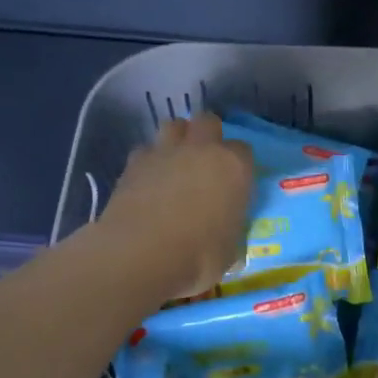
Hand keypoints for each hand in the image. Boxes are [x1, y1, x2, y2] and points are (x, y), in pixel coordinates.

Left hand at [98, 114, 253, 300]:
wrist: (141, 254)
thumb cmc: (199, 256)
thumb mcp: (229, 249)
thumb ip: (229, 230)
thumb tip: (224, 234)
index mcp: (234, 167)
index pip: (244, 150)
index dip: (239, 164)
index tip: (235, 182)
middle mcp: (202, 150)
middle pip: (208, 122)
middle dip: (208, 135)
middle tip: (206, 162)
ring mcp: (165, 152)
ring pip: (174, 125)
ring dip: (177, 139)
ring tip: (176, 163)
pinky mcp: (133, 163)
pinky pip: (145, 150)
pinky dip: (149, 160)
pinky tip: (148, 181)